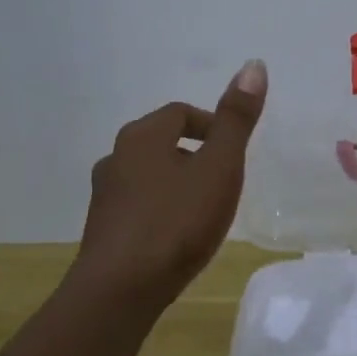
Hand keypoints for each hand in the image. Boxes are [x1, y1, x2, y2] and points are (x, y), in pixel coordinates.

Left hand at [72, 60, 267, 309]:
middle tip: (224, 180)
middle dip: (195, 154)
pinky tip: (177, 237)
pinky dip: (161, 210)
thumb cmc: (176, 222)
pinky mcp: (102, 229)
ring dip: (176, 183)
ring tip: (204, 210)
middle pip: (162, 142)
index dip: (212, 125)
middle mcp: (116, 157)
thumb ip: (236, 119)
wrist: (120, 291)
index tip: (234, 152)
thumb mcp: (219, 167)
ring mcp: (105, 195)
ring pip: (149, 175)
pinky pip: (138, 206)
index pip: (181, 113)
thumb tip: (254, 64)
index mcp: (142, 136)